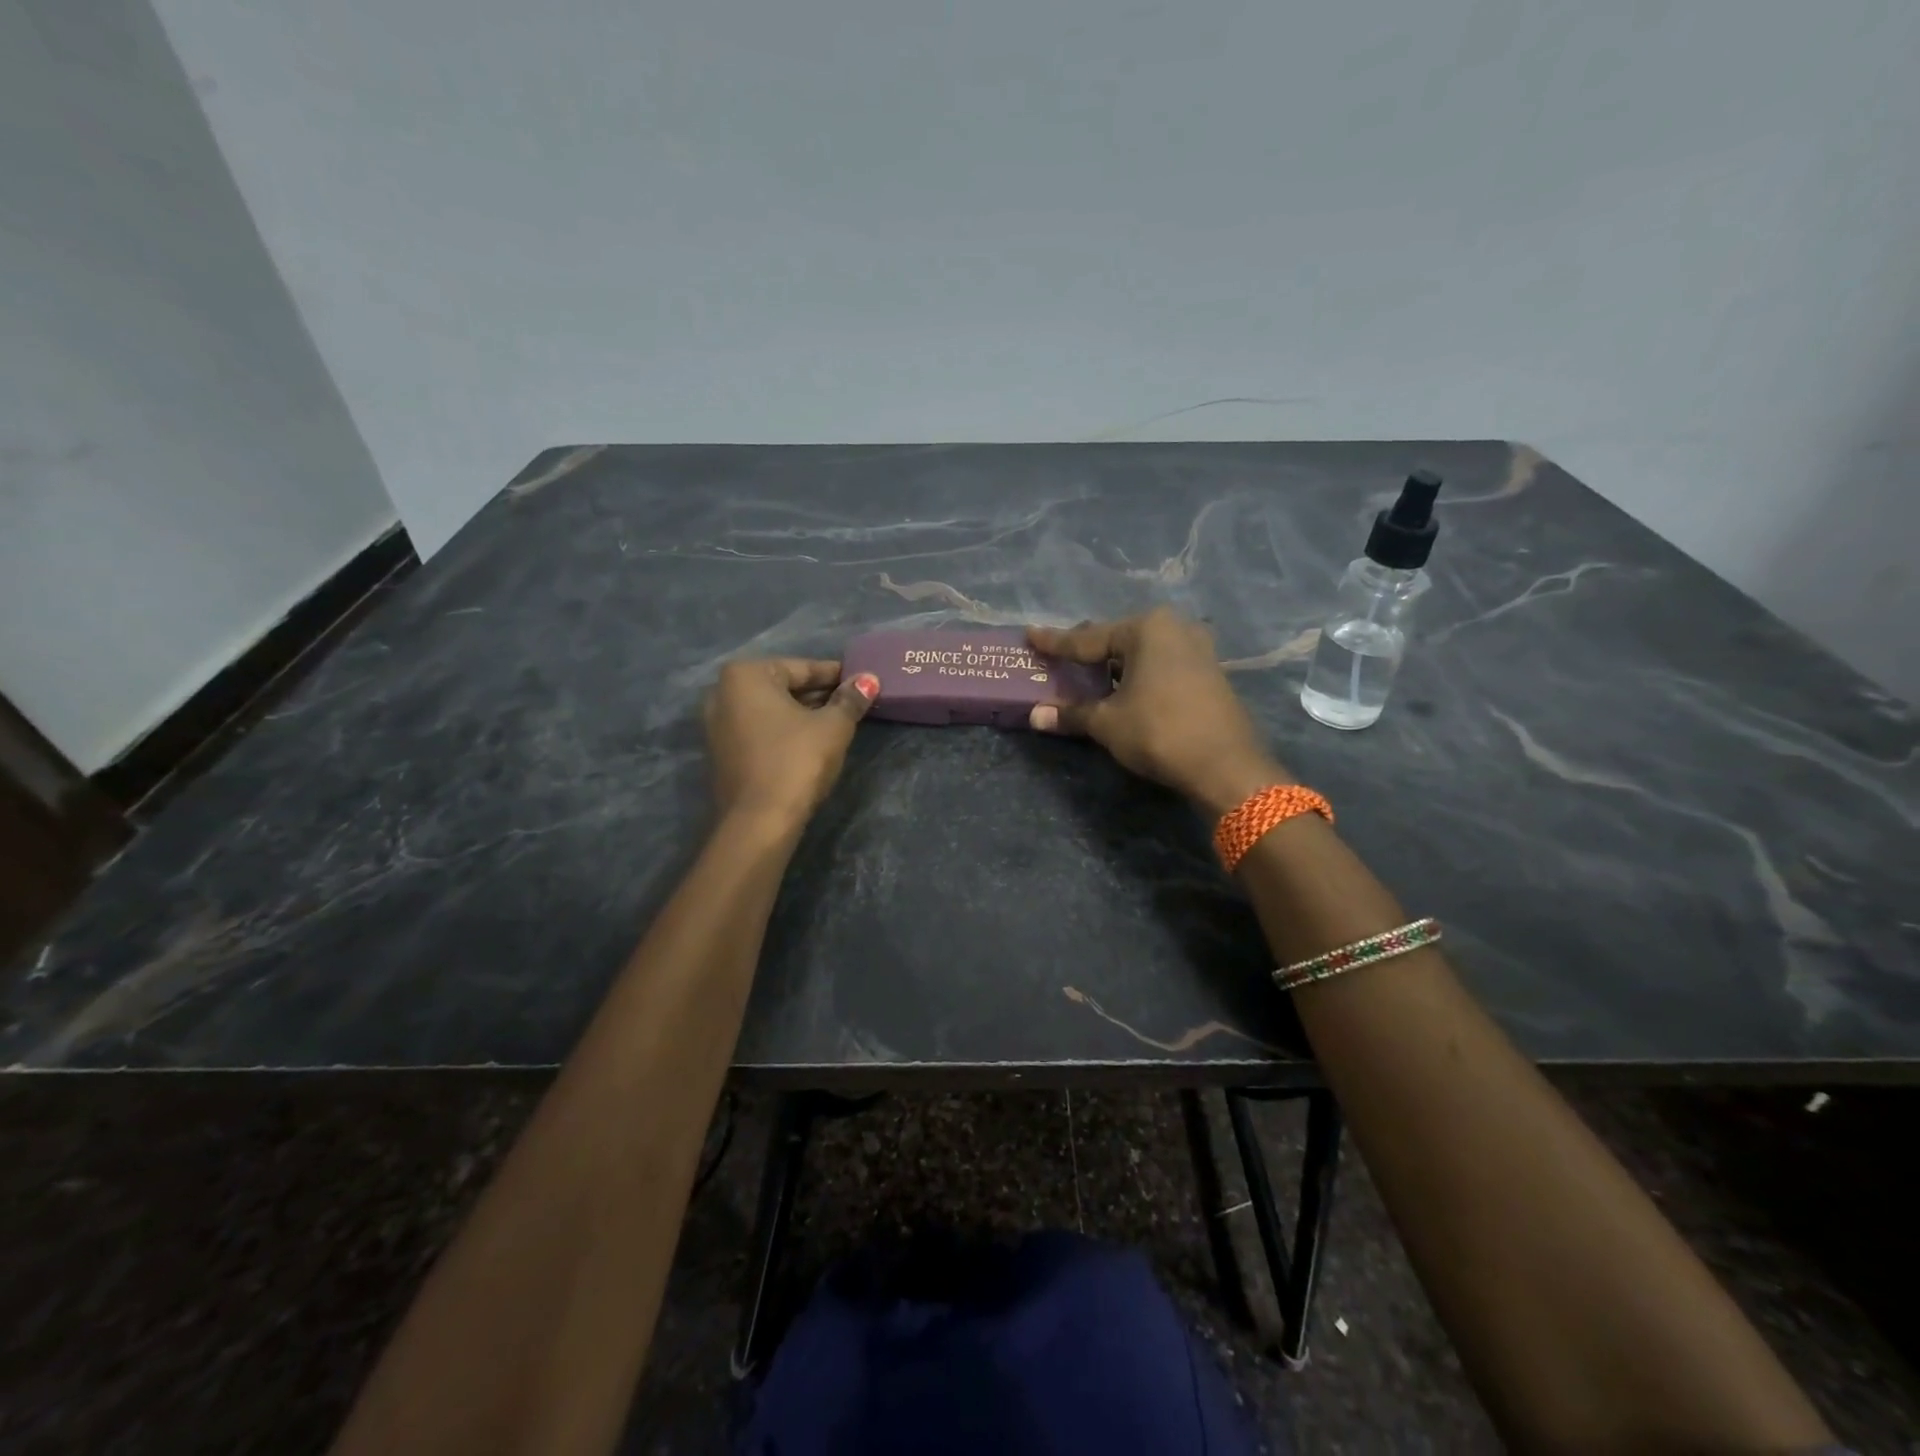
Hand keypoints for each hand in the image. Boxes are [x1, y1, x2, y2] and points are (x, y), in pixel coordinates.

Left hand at [703, 659, 878, 825]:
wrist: (759, 822)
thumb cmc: (796, 761)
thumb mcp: (833, 726)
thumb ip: (850, 699)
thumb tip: (869, 680)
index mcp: (745, 675)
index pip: (803, 668)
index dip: (837, 676)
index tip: (862, 682)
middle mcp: (723, 692)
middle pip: (784, 687)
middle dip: (819, 695)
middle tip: (853, 703)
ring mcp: (717, 724)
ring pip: (771, 710)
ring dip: (803, 714)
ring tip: (838, 722)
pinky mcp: (722, 752)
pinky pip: (760, 730)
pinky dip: (784, 731)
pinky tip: (811, 742)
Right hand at [1028, 608, 1288, 813]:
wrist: (1226, 766)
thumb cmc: (1159, 732)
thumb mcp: (1108, 723)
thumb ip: (1072, 713)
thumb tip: (1036, 716)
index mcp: (1146, 629)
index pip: (1088, 638)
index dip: (1056, 642)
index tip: (1031, 635)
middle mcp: (1175, 628)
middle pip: (1118, 639)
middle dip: (1088, 652)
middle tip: (1059, 657)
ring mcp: (1198, 648)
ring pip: (1142, 652)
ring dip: (1115, 665)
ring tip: (1089, 675)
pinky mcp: (1210, 671)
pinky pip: (1162, 664)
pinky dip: (1139, 674)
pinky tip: (1125, 688)